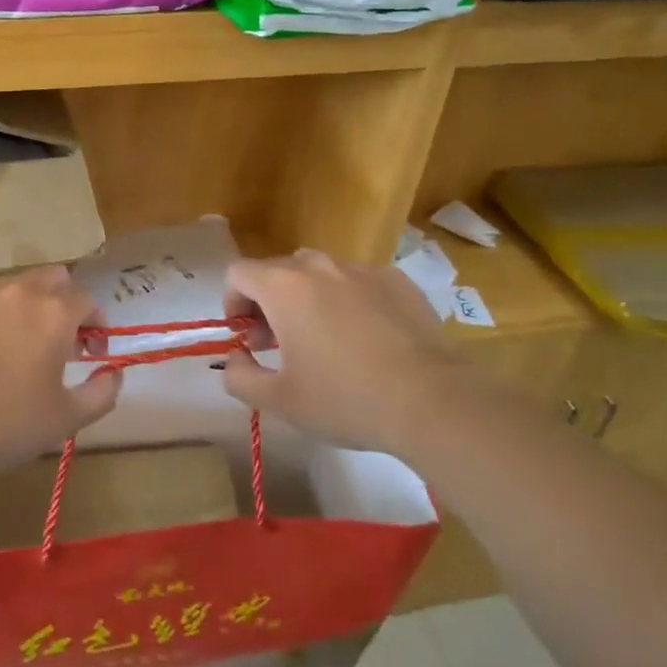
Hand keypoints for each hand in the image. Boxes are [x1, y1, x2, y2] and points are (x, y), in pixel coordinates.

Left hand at [0, 266, 120, 470]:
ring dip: (27, 307)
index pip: (88, 302)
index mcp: (55, 313)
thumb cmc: (9, 421)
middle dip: (64, 301)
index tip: (93, 354)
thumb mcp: (67, 419)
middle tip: (61, 340)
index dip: (96, 325)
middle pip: (53, 277)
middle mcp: (21, 293)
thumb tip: (114, 374)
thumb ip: (102, 393)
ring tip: (21, 346)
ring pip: (14, 287)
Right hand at [219, 249, 455, 454]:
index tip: (246, 335)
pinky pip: (357, 282)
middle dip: (268, 304)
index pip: (238, 273)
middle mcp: (319, 265)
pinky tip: (367, 340)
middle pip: (277, 271)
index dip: (232, 302)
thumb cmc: (346, 399)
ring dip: (307, 299)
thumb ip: (239, 376)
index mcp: (283, 286)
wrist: (434, 401)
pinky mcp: (398, 281)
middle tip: (280, 346)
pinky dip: (349, 302)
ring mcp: (361, 269)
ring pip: (319, 274)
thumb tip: (235, 358)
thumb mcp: (279, 401)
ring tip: (324, 342)